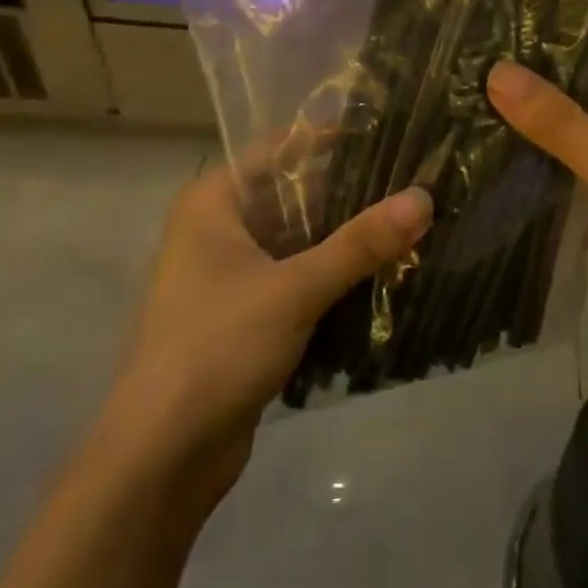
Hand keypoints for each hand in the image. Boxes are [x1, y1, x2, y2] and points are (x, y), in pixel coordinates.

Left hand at [108, 163, 431, 499]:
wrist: (163, 455)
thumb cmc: (217, 348)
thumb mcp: (295, 288)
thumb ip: (360, 244)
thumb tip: (423, 198)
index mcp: (213, 204)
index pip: (278, 149)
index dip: (329, 139)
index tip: (387, 133)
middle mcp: (217, 229)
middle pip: (292, 195)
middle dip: (347, 193)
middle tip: (411, 180)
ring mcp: (230, 275)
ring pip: (297, 240)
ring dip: (344, 237)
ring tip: (408, 221)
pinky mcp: (246, 315)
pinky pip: (296, 278)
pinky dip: (332, 275)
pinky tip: (381, 272)